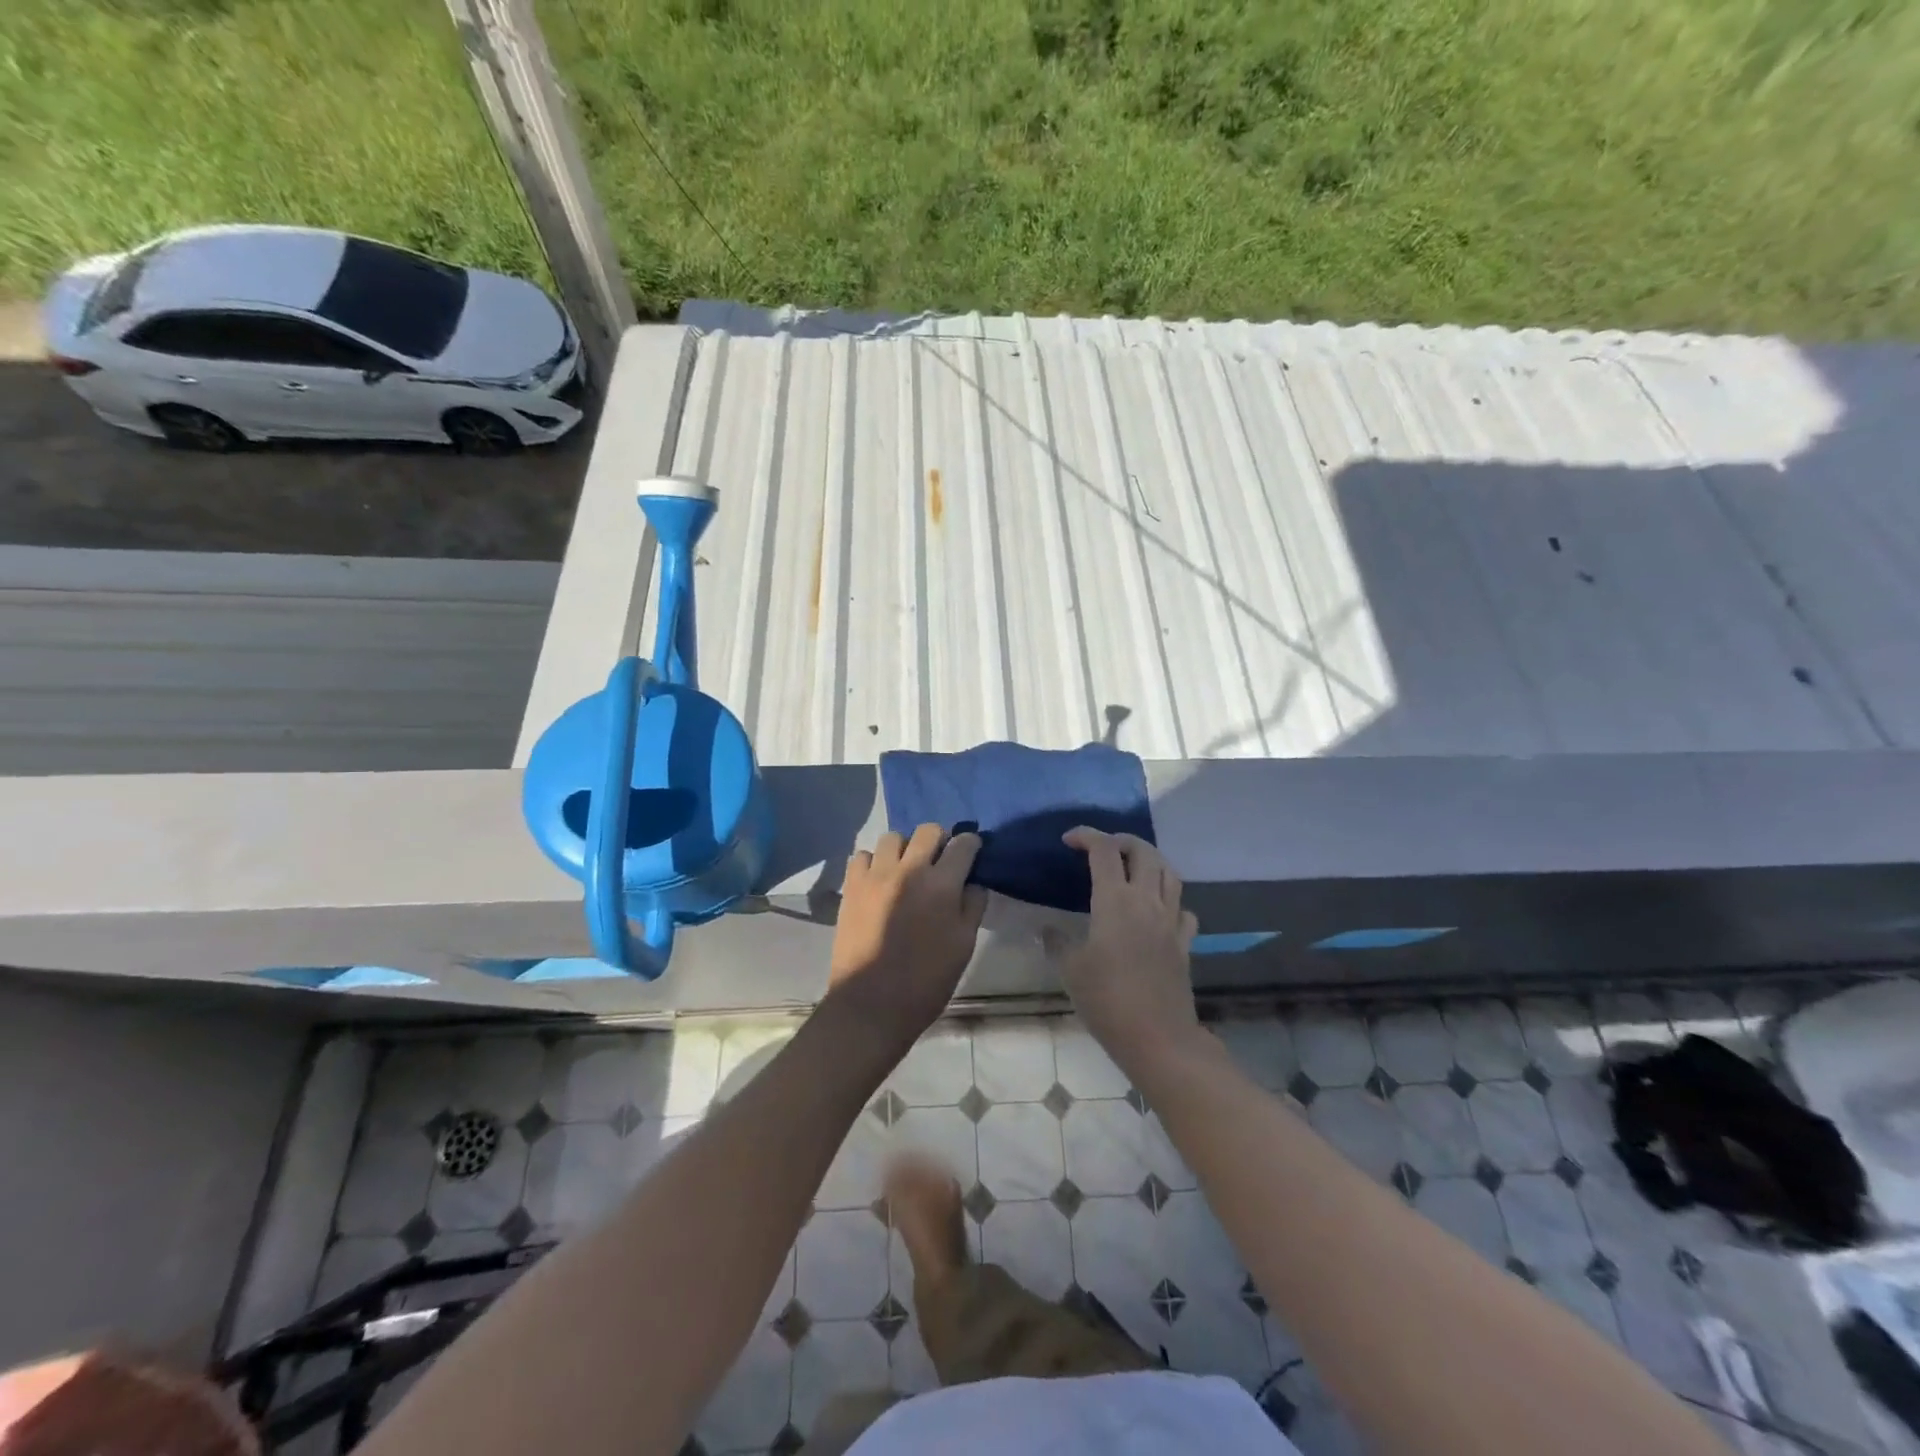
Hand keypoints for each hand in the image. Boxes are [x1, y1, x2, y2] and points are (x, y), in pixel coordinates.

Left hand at [828, 825, 986, 1045]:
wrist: (871, 1004)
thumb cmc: (925, 981)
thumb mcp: (963, 947)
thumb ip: (972, 907)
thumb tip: (973, 882)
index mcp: (942, 885)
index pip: (963, 844)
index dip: (971, 844)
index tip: (971, 852)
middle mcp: (909, 870)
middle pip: (928, 830)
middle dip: (940, 840)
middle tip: (939, 862)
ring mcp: (876, 875)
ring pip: (893, 838)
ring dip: (905, 848)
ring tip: (906, 870)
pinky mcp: (851, 886)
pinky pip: (862, 856)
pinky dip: (873, 862)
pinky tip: (879, 880)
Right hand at [1052, 828, 1200, 1074]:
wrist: (1158, 1038)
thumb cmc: (1107, 1001)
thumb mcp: (1070, 970)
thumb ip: (1057, 942)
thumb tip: (1047, 929)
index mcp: (1115, 901)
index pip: (1104, 850)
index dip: (1086, 836)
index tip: (1068, 840)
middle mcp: (1147, 901)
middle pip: (1143, 851)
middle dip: (1121, 840)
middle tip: (1102, 848)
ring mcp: (1171, 921)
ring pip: (1169, 872)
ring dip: (1150, 860)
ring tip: (1131, 867)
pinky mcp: (1184, 943)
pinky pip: (1183, 908)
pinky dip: (1170, 899)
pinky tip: (1158, 910)